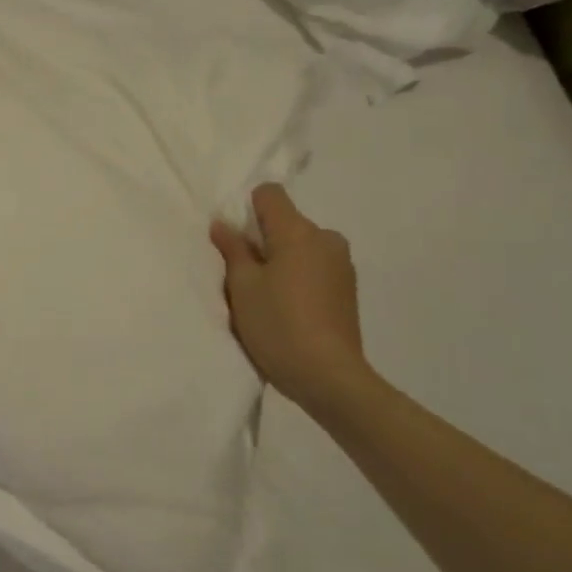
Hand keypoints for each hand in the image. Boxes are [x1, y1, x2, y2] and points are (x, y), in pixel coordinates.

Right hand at [211, 183, 370, 410]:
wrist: (329, 376)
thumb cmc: (278, 325)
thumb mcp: (242, 286)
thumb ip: (232, 249)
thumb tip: (223, 224)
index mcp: (299, 232)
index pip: (270, 194)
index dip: (247, 209)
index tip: (235, 239)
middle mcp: (326, 239)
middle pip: (286, 222)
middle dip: (263, 240)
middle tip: (244, 275)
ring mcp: (341, 264)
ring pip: (300, 246)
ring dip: (281, 260)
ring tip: (266, 297)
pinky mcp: (348, 288)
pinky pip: (315, 267)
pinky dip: (298, 277)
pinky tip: (288, 309)